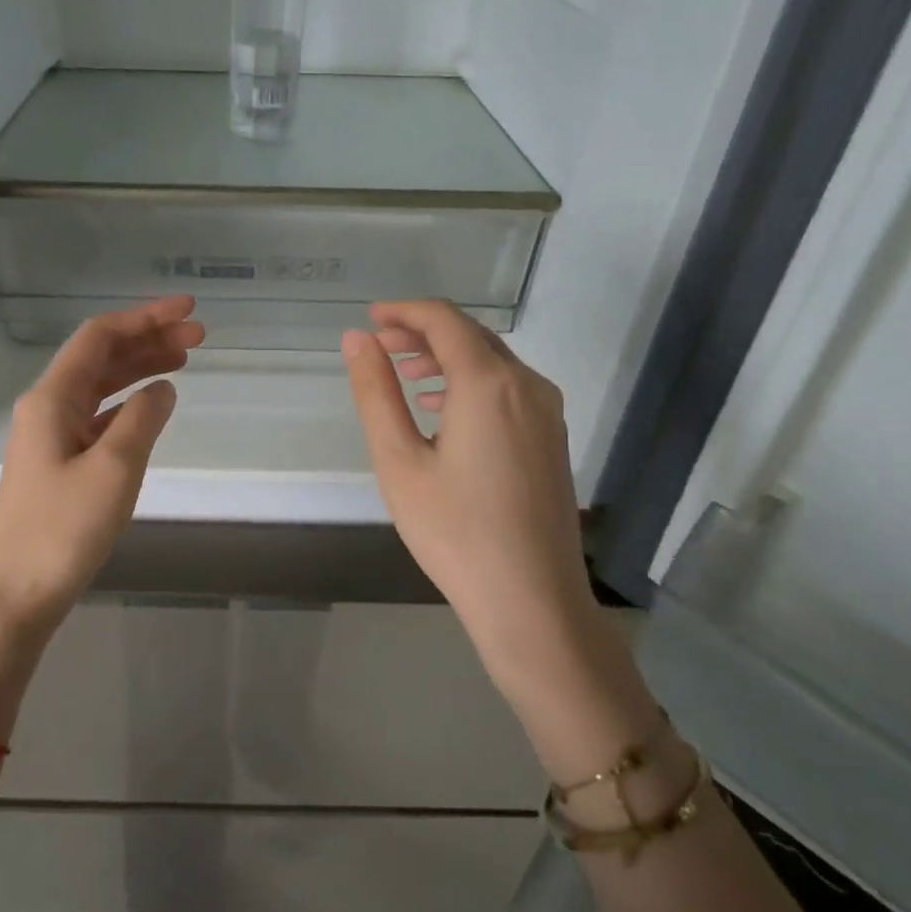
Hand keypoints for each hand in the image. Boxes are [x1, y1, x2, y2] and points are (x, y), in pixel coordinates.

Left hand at [0, 296, 204, 638]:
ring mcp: (51, 436)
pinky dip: (128, 404)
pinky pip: (98, 417)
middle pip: (101, 358)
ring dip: (140, 369)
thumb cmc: (64, 529)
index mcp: (52, 399)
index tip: (188, 312)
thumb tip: (163, 388)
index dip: (145, 318)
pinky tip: (152, 407)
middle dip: (149, 340)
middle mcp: (47, 408)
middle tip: (199, 336)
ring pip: (101, 387)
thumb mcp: (114, 468)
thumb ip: (143, 419)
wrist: (18, 593)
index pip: (100, 338)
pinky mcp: (59, 463)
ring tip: (184, 360)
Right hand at [342, 300, 598, 700]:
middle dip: (423, 333)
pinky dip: (471, 383)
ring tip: (405, 373)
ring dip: (447, 357)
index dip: (404, 311)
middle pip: (471, 336)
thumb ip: (376, 393)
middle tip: (380, 346)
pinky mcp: (553, 438)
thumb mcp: (399, 460)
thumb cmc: (454, 531)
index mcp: (488, 382)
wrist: (531, 599)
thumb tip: (357, 340)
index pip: (444, 320)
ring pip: (493, 362)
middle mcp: (527, 385)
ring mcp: (547, 412)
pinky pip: (509, 389)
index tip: (371, 318)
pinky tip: (444, 409)